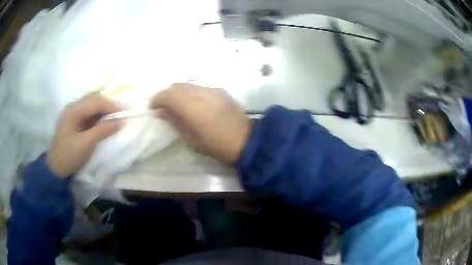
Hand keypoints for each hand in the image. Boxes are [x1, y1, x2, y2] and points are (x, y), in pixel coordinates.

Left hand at [47, 93, 121, 177]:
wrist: (56, 168)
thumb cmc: (69, 156)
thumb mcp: (86, 144)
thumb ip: (102, 130)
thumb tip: (120, 122)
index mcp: (74, 110)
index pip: (96, 101)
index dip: (111, 105)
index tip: (125, 114)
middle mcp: (73, 107)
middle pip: (94, 99)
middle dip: (108, 105)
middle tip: (119, 116)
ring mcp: (73, 113)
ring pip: (92, 104)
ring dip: (103, 110)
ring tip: (113, 119)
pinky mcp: (74, 121)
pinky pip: (89, 113)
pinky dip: (98, 115)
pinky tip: (103, 123)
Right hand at [150, 83, 251, 162]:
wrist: (247, 140)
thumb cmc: (216, 145)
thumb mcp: (191, 139)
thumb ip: (175, 121)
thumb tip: (161, 111)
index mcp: (193, 107)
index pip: (169, 94)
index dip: (158, 98)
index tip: (152, 106)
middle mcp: (202, 93)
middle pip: (177, 86)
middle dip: (166, 94)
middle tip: (162, 106)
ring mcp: (213, 89)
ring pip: (188, 85)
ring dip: (178, 92)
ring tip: (176, 104)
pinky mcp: (221, 90)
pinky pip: (199, 87)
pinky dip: (190, 92)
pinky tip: (192, 103)